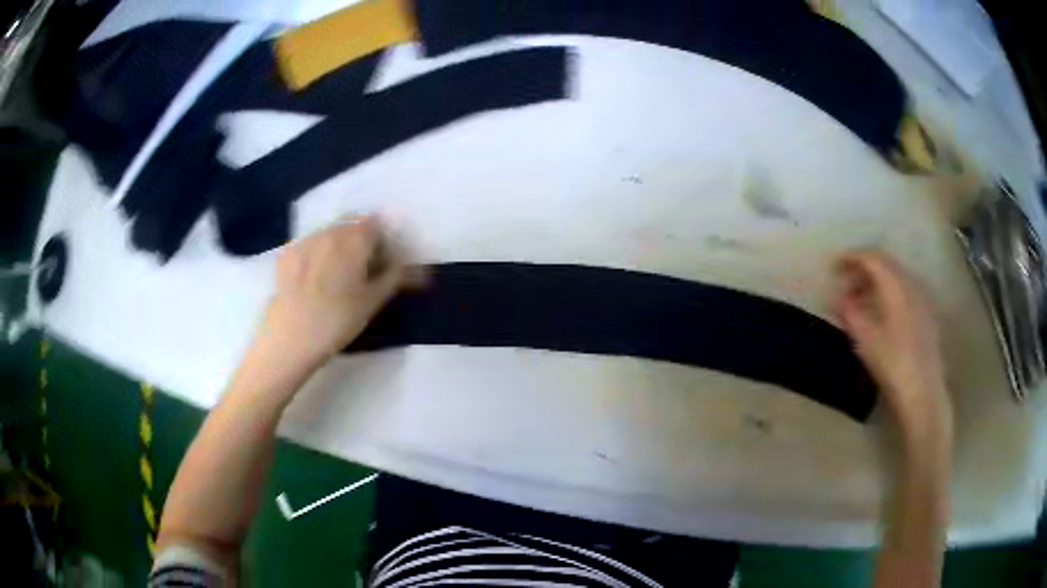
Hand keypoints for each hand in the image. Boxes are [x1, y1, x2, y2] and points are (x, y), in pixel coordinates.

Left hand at [258, 216, 408, 369]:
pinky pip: (309, 244)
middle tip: (363, 271)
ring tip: (338, 276)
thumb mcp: (373, 301)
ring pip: (329, 233)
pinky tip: (315, 278)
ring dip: (339, 246)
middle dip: (362, 242)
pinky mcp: (287, 253)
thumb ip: (395, 277)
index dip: (384, 242)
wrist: (291, 336)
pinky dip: (318, 253)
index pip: (377, 226)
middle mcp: (330, 230)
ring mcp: (305, 239)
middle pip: (353, 226)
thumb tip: (418, 269)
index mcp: (355, 238)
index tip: (384, 264)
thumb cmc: (338, 320)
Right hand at [833, 251, 950, 433]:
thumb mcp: (865, 340)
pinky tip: (883, 314)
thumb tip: (839, 297)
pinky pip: (906, 291)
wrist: (923, 393)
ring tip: (862, 300)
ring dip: (877, 281)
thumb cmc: (892, 364)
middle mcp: (911, 284)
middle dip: (864, 268)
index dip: (852, 257)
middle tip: (846, 282)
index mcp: (896, 285)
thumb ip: (850, 312)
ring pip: (897, 277)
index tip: (835, 266)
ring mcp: (922, 299)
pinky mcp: (927, 315)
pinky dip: (890, 293)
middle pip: (886, 264)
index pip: (872, 258)